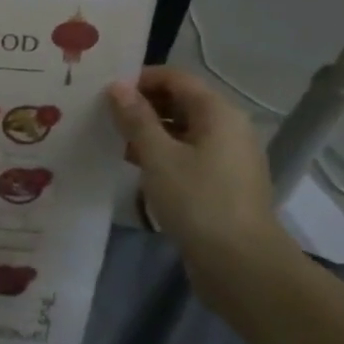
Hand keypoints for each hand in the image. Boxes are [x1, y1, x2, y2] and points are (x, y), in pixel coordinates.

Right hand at [107, 66, 287, 278]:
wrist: (241, 265)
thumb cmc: (198, 201)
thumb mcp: (158, 157)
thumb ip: (136, 119)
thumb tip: (117, 86)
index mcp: (218, 113)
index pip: (176, 78)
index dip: (140, 78)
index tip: (105, 91)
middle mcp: (227, 128)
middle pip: (180, 101)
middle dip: (142, 104)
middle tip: (103, 114)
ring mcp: (226, 157)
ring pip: (182, 130)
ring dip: (148, 130)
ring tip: (111, 138)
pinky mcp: (220, 183)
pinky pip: (187, 154)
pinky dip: (161, 153)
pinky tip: (133, 164)